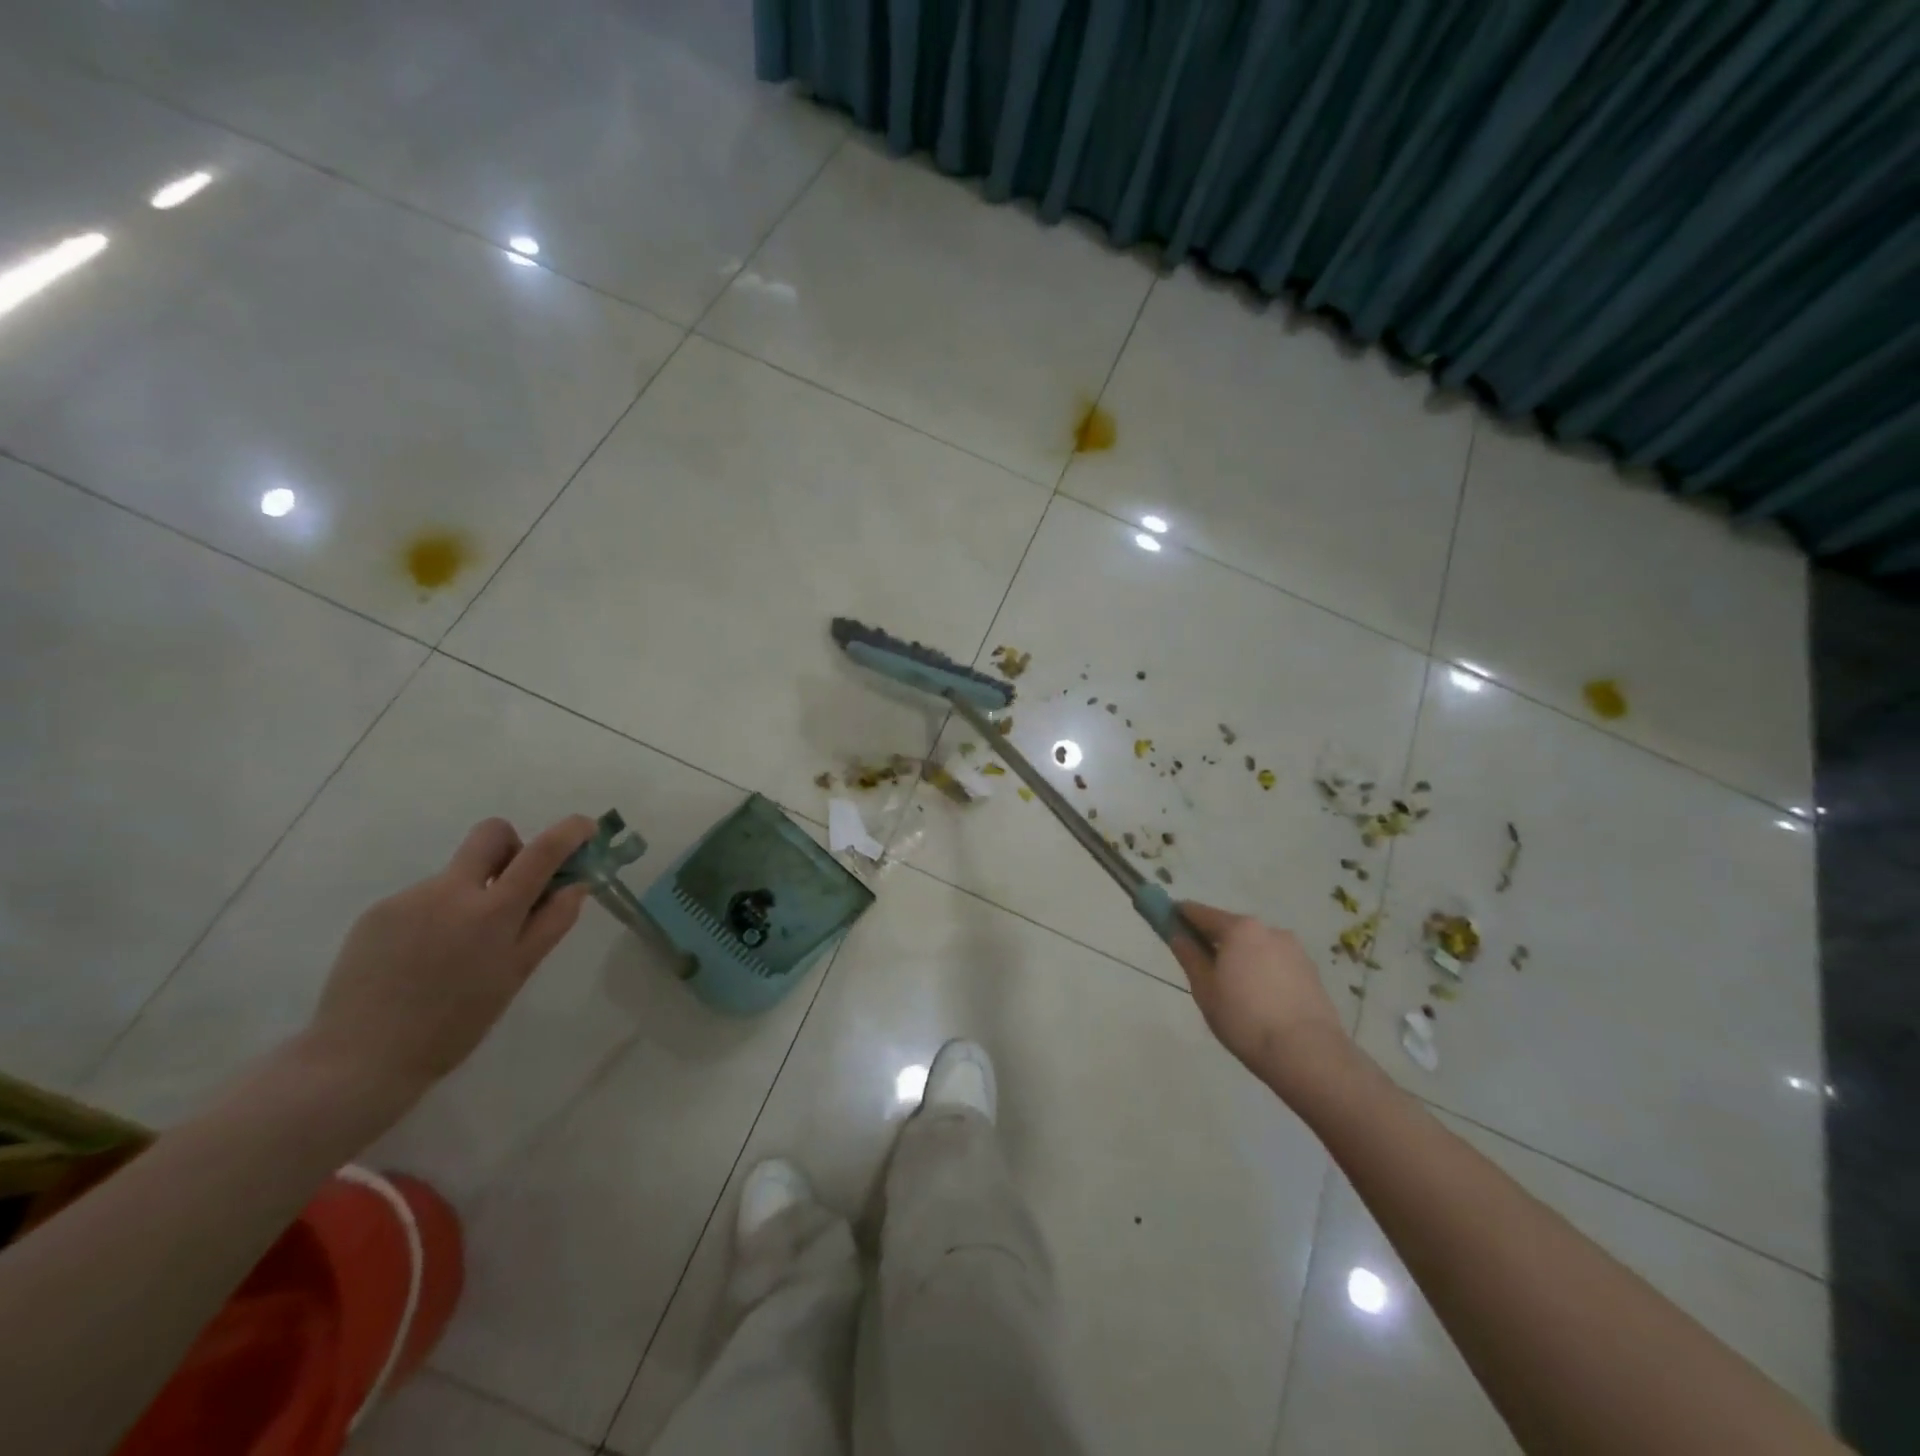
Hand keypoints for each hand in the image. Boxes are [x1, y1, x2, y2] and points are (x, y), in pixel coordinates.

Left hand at [299, 815, 597, 1112]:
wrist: (358, 1059)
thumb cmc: (455, 1024)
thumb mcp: (516, 975)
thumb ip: (551, 923)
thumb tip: (576, 885)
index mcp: (493, 910)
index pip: (542, 851)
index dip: (571, 831)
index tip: (585, 828)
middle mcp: (451, 891)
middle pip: (491, 833)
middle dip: (513, 847)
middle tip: (514, 887)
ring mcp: (409, 898)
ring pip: (456, 874)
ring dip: (472, 894)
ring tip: (456, 950)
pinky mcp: (377, 912)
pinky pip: (424, 898)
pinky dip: (437, 916)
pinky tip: (423, 958)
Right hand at [1169, 901, 1348, 1088]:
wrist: (1308, 1055)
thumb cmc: (1245, 1019)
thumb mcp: (1205, 989)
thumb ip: (1189, 956)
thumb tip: (1176, 934)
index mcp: (1240, 929)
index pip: (1200, 912)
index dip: (1181, 916)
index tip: (1169, 923)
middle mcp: (1269, 930)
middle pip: (1232, 929)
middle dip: (1215, 942)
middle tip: (1203, 970)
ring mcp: (1295, 950)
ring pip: (1256, 947)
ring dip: (1242, 958)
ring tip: (1236, 994)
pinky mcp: (1312, 972)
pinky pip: (1276, 964)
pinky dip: (1264, 973)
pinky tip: (1261, 1002)